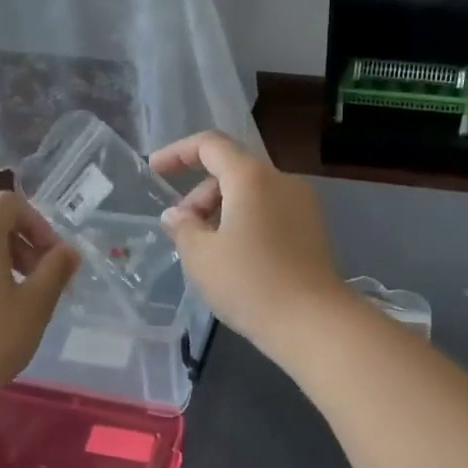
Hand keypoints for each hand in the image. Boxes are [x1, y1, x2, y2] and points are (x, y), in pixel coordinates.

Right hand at [151, 132, 350, 359]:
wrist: (313, 323)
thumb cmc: (249, 283)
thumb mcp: (201, 256)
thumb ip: (182, 227)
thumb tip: (176, 215)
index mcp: (251, 177)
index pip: (210, 145)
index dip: (178, 153)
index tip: (155, 171)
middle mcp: (281, 181)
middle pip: (232, 170)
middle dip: (199, 194)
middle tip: (182, 231)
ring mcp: (302, 205)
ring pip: (251, 193)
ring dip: (221, 211)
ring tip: (206, 250)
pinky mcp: (311, 229)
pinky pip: (269, 211)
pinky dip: (244, 222)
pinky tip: (234, 257)